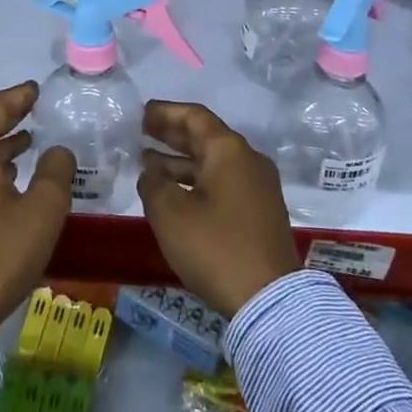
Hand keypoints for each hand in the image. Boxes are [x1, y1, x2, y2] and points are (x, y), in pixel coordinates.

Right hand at [137, 101, 300, 318]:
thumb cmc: (215, 246)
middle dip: (172, 134)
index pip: (194, 117)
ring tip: (148, 163)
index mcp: (229, 150)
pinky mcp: (260, 212)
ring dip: (181, 161)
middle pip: (205, 137)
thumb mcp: (170, 213)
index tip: (142, 112)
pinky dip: (196, 181)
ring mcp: (258, 187)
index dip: (166, 112)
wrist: (269, 299)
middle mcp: (248, 160)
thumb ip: (153, 183)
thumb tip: (151, 171)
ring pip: (213, 163)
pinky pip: (223, 183)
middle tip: (142, 132)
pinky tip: (174, 192)